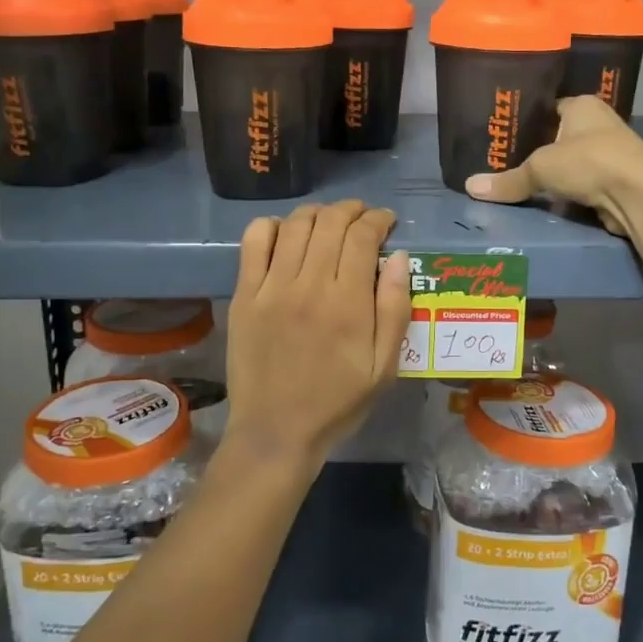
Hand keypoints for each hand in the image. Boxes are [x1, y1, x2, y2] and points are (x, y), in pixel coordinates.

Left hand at [223, 200, 411, 473]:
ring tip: (329, 221)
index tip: (387, 222)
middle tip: (362, 217)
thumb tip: (398, 256)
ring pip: (295, 225)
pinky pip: (254, 242)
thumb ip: (395, 309)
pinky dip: (272, 226)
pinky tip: (286, 233)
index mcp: (348, 303)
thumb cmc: (337, 401)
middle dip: (352, 209)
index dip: (378, 219)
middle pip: (331, 222)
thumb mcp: (384, 367)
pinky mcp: (244, 294)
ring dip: (318, 213)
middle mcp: (309, 285)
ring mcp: (272, 287)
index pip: (363, 236)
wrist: (276, 431)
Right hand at [463, 96, 642, 234]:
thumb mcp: (541, 168)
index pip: (549, 107)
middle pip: (560, 134)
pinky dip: (570, 190)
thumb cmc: (589, 162)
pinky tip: (549, 199)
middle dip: (538, 148)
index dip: (527, 119)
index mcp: (583, 104)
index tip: (503, 134)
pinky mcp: (617, 179)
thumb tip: (470, 187)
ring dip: (556, 172)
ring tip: (521, 181)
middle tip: (504, 160)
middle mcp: (599, 122)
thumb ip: (508, 179)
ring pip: (573, 160)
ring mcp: (611, 151)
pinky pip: (584, 182)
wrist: (638, 194)